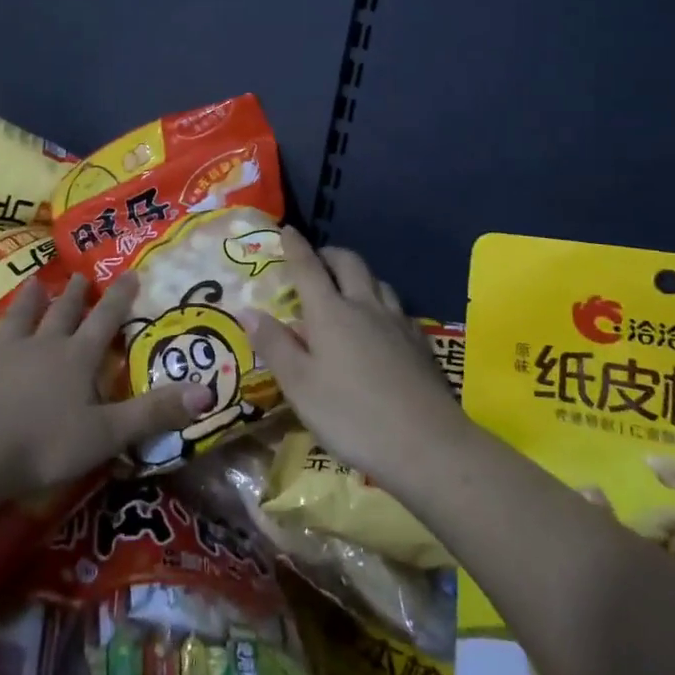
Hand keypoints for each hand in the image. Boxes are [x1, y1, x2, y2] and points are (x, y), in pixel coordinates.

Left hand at [0, 274, 212, 499]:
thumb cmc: (45, 446)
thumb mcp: (108, 435)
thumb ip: (155, 413)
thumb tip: (208, 392)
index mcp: (77, 359)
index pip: (105, 321)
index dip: (120, 298)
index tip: (130, 273)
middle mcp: (43, 345)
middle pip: (63, 313)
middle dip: (75, 295)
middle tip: (81, 275)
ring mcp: (3, 351)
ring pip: (21, 316)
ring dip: (30, 299)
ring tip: (36, 281)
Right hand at [245, 229, 466, 486]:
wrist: (426, 444)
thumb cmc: (351, 415)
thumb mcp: (300, 385)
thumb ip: (274, 345)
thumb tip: (248, 310)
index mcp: (331, 312)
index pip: (308, 268)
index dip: (295, 247)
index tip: (287, 230)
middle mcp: (365, 306)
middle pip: (349, 263)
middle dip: (330, 254)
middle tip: (317, 260)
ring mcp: (397, 323)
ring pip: (378, 282)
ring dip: (359, 276)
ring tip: (348, 289)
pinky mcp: (419, 343)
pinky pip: (397, 308)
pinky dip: (381, 303)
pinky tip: (380, 324)